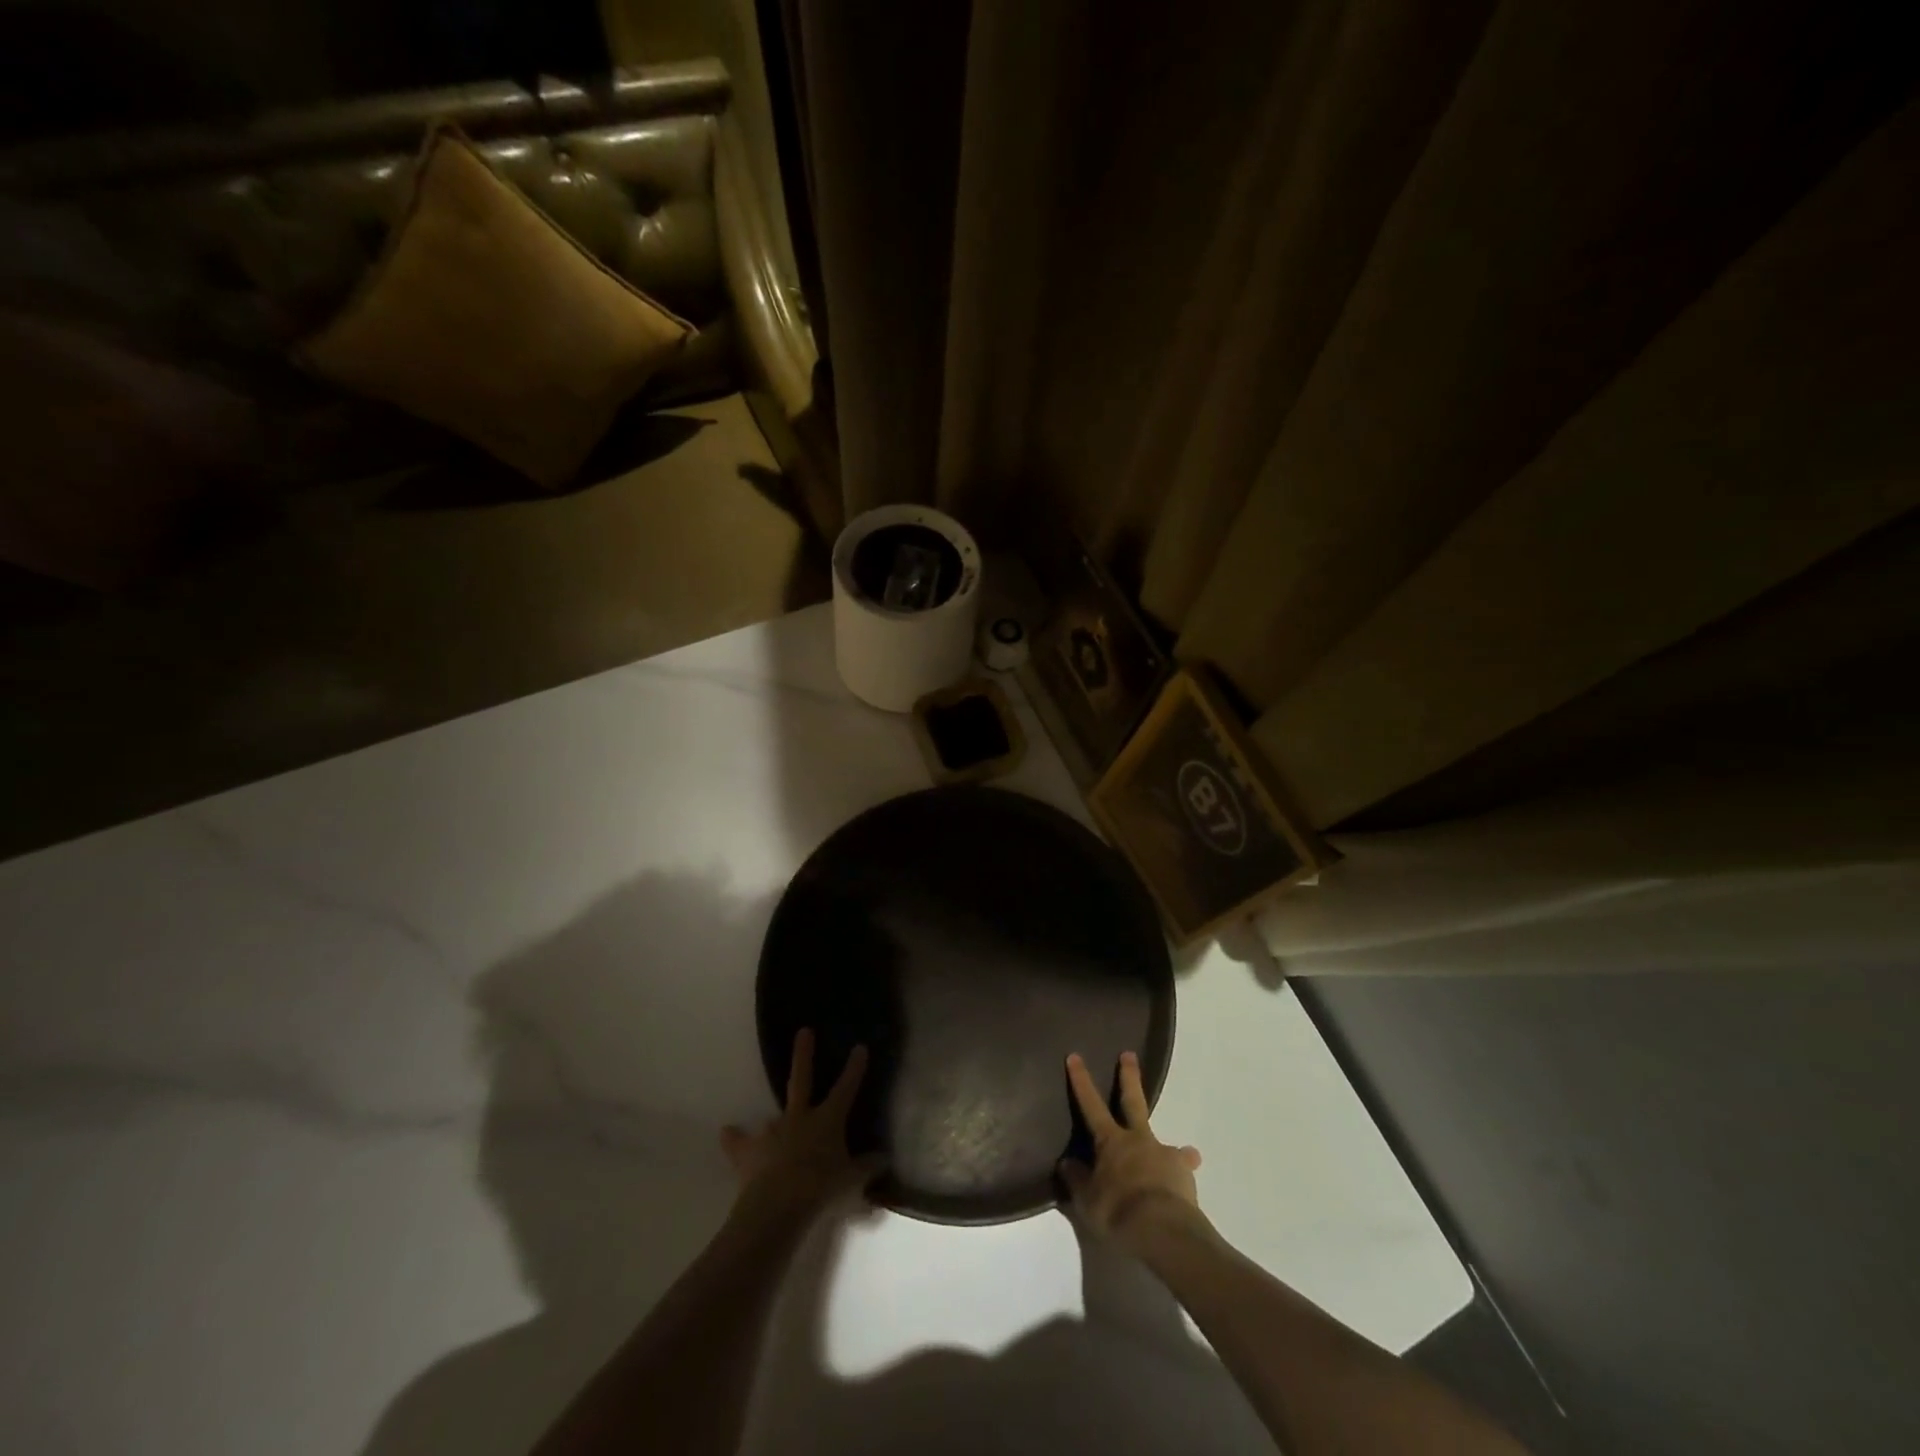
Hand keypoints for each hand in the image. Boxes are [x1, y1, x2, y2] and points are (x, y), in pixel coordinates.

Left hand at [722, 1028, 880, 1224]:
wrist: (777, 1205)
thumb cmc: (821, 1188)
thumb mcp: (851, 1180)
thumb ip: (867, 1166)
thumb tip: (883, 1158)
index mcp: (826, 1120)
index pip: (845, 1089)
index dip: (854, 1069)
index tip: (860, 1047)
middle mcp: (799, 1118)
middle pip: (801, 1079)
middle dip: (804, 1055)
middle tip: (804, 1031)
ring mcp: (772, 1132)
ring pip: (774, 1118)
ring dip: (776, 1123)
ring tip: (774, 1125)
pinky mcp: (749, 1151)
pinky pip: (739, 1143)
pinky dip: (734, 1139)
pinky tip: (727, 1133)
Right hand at [1060, 1050, 1204, 1254]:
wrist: (1163, 1230)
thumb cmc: (1117, 1212)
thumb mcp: (1087, 1201)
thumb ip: (1077, 1180)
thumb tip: (1066, 1163)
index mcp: (1111, 1142)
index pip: (1090, 1105)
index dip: (1081, 1081)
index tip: (1075, 1056)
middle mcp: (1138, 1140)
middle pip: (1132, 1101)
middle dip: (1128, 1077)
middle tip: (1129, 1055)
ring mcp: (1163, 1154)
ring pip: (1165, 1142)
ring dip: (1171, 1146)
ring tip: (1187, 1152)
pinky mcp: (1184, 1174)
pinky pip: (1183, 1169)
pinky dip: (1184, 1171)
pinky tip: (1188, 1180)